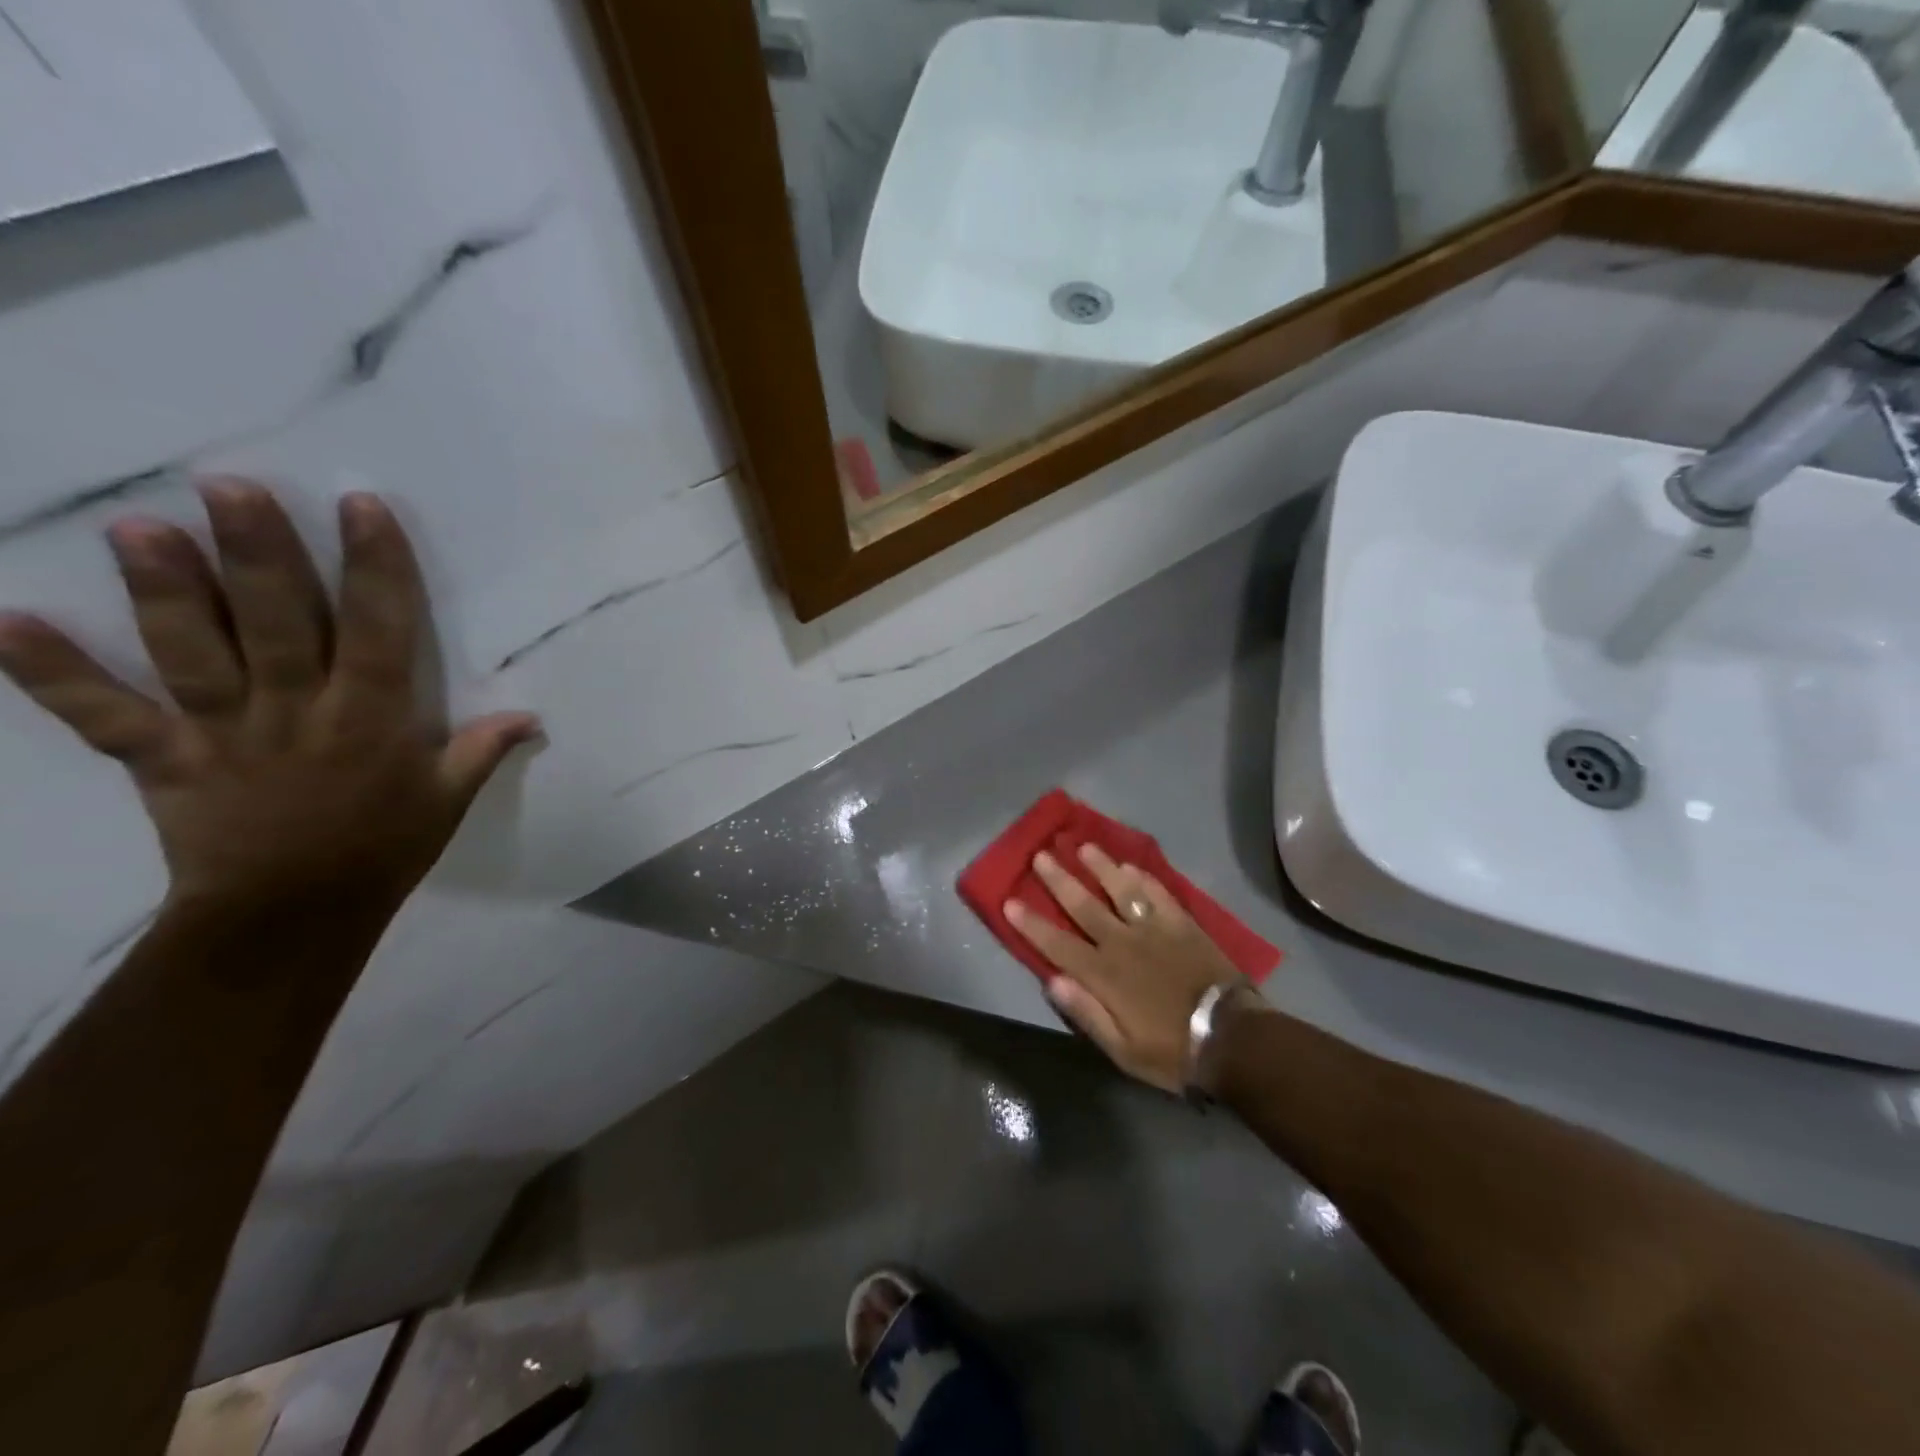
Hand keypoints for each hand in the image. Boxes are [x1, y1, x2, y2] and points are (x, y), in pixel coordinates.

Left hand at [0, 480, 538, 913]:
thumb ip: (481, 751)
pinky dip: (53, 675)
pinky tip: (9, 622)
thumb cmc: (383, 848)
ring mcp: (223, 734)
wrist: (292, 914)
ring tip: (139, 528)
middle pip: (278, 625)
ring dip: (166, 593)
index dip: (375, 568)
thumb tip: (530, 717)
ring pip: (193, 654)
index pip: (379, 631)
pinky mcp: (161, 760)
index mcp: (371, 720)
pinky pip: (103, 716)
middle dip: (259, 556)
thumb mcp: (447, 800)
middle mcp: (297, 713)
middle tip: (230, 487)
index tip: (362, 507)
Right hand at [1006, 845, 1243, 1092]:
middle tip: (1041, 855)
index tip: (1010, 901)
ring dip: (1100, 867)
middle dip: (1059, 880)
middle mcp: (1123, 943)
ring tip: (1083, 846)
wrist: (1233, 1039)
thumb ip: (1087, 1014)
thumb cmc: (1173, 1051)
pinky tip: (1130, 865)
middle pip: (1084, 905)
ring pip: (1121, 890)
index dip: (1032, 923)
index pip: (1057, 944)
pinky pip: (1158, 893)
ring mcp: (1154, 929)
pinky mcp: (1182, 923)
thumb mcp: (1122, 1050)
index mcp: (1103, 975)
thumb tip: (1052, 982)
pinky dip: (1142, 878)